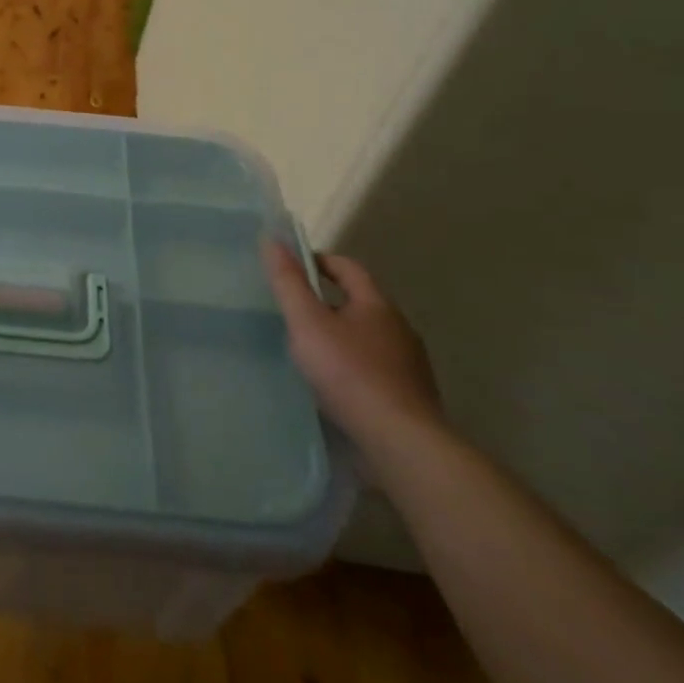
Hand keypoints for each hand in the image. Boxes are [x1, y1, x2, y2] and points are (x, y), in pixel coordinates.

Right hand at [262, 238, 444, 451]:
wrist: (401, 442)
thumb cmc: (349, 373)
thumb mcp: (307, 322)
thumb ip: (288, 282)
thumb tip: (272, 239)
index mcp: (377, 304)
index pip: (348, 267)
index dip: (319, 261)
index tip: (292, 268)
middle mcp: (399, 328)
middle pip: (360, 303)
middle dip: (329, 303)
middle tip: (295, 312)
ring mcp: (409, 365)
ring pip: (369, 338)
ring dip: (342, 338)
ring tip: (311, 352)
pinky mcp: (410, 397)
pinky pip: (376, 370)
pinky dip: (354, 369)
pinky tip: (336, 386)